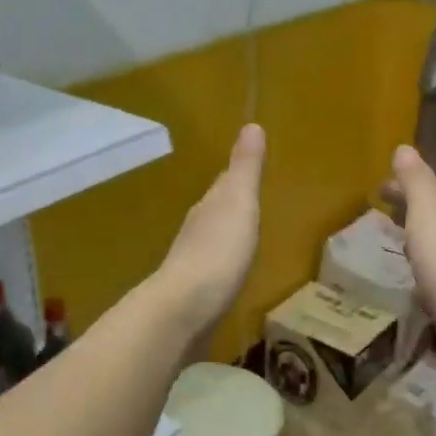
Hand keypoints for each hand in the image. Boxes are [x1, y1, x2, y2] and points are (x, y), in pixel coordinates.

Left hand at [152, 124, 265, 339]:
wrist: (184, 310)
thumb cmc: (218, 252)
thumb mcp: (238, 203)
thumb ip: (245, 169)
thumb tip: (251, 124)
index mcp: (208, 208)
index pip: (224, 185)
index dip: (237, 177)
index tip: (248, 169)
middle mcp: (196, 232)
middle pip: (215, 212)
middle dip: (230, 206)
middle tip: (248, 201)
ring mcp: (192, 266)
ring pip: (212, 242)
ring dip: (225, 237)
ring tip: (243, 237)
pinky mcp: (194, 297)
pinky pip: (213, 273)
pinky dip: (223, 268)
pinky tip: (230, 276)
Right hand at [381, 145, 435, 386]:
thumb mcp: (429, 215)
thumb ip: (417, 184)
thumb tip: (404, 146)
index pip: (425, 201)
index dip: (402, 193)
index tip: (378, 191)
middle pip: (430, 229)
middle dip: (408, 223)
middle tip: (380, 222)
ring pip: (431, 263)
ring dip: (414, 257)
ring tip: (388, 258)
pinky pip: (430, 296)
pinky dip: (417, 290)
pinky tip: (405, 299)